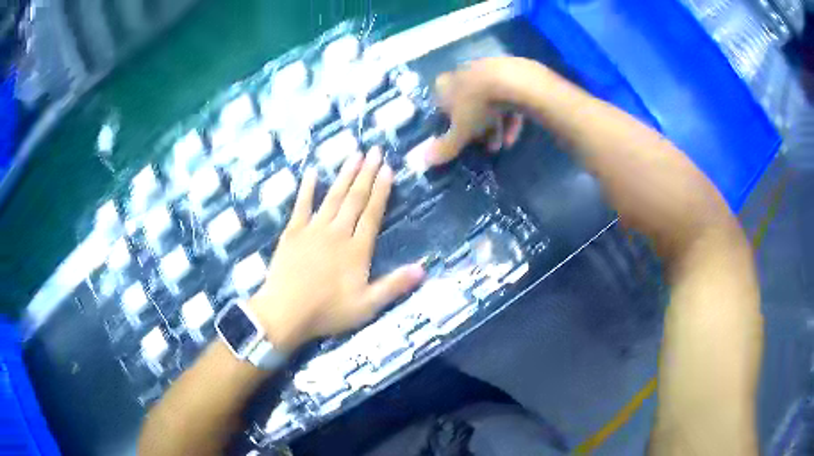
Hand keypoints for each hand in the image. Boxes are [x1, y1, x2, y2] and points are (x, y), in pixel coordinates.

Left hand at [250, 148, 425, 351]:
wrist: (285, 312)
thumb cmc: (327, 311)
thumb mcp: (367, 306)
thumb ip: (394, 286)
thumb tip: (424, 269)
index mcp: (356, 249)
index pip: (372, 213)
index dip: (381, 190)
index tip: (388, 168)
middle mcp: (337, 232)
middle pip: (354, 198)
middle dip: (366, 173)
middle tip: (374, 150)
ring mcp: (313, 229)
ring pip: (332, 197)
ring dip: (344, 174)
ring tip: (354, 154)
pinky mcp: (292, 232)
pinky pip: (301, 205)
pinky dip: (307, 188)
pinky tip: (312, 172)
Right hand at [427, 58, 524, 165]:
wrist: (511, 81)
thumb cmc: (477, 105)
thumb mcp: (460, 131)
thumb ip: (446, 147)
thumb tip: (426, 161)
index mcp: (443, 85)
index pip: (441, 107)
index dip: (449, 126)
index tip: (458, 140)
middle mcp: (461, 74)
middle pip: (466, 105)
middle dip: (476, 129)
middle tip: (483, 146)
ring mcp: (485, 71)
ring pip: (487, 103)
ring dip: (493, 126)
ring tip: (500, 146)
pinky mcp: (508, 73)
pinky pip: (505, 99)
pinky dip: (508, 118)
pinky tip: (512, 137)